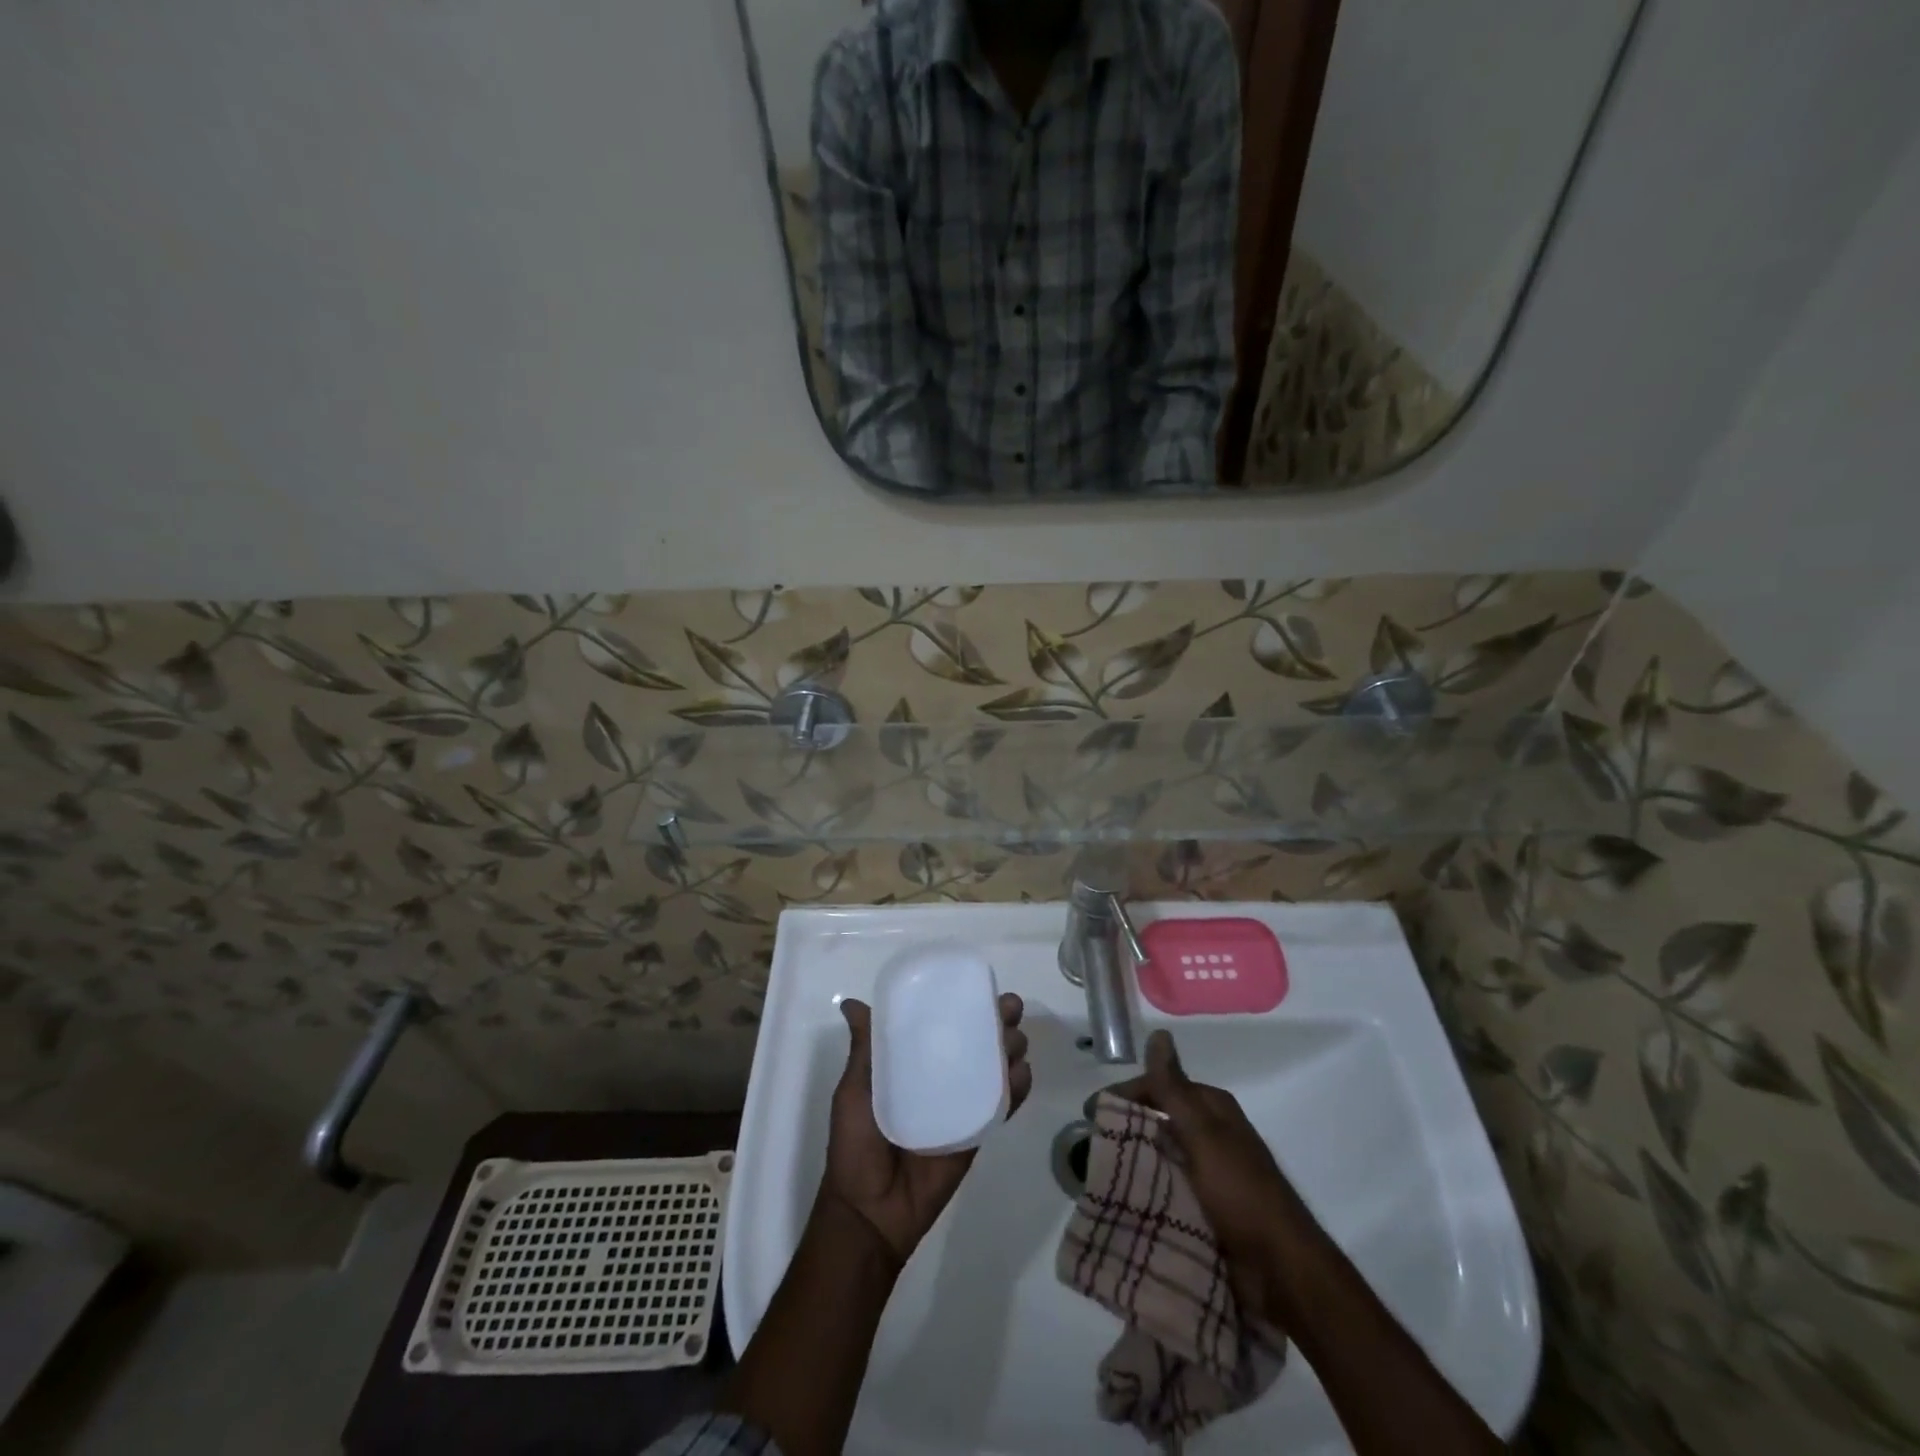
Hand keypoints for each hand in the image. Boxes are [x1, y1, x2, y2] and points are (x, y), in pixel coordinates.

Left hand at [818, 993, 1031, 1269]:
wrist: (870, 1211)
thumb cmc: (856, 1145)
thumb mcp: (853, 1090)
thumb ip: (864, 1050)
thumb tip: (851, 1002)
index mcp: (911, 1063)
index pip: (942, 1024)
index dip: (963, 1003)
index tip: (979, 984)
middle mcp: (940, 1078)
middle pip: (975, 1041)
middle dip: (997, 1021)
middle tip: (1009, 1009)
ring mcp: (961, 1105)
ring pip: (994, 1068)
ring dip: (1011, 1049)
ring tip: (1016, 1040)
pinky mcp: (976, 1133)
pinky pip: (1001, 1107)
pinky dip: (1017, 1089)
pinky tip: (1023, 1073)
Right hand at [1112, 1028, 1306, 1322]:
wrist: (1283, 1272)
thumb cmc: (1241, 1194)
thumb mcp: (1203, 1135)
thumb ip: (1174, 1088)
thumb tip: (1158, 1033)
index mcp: (1213, 1109)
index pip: (1160, 1087)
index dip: (1126, 1096)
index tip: (1091, 1113)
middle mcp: (1212, 1135)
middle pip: (1160, 1121)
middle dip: (1127, 1130)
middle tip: (1090, 1147)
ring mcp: (1211, 1174)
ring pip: (1163, 1157)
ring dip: (1135, 1163)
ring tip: (1099, 1177)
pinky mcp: (1210, 1209)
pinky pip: (1170, 1190)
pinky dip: (1148, 1192)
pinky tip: (1124, 1203)